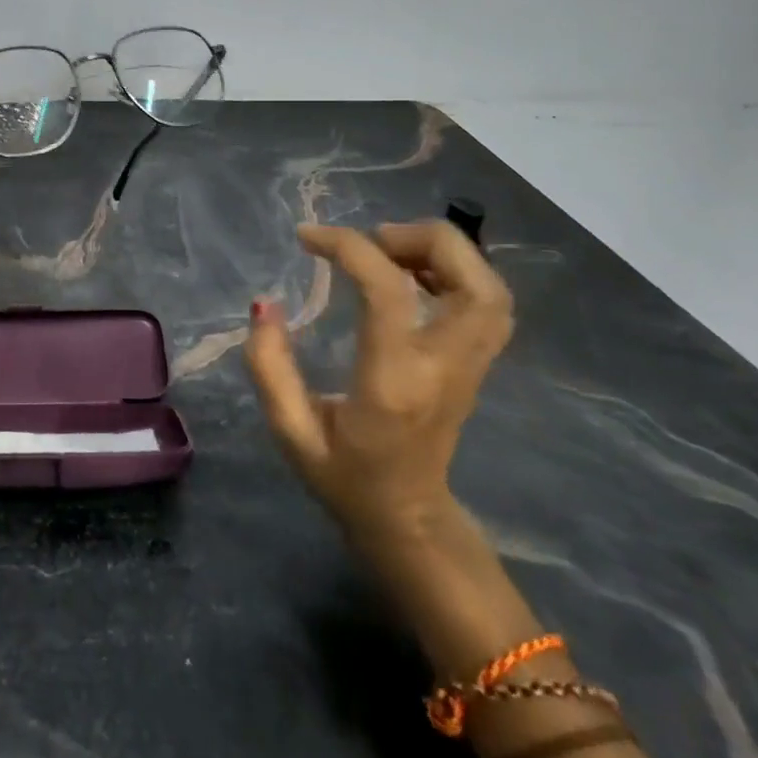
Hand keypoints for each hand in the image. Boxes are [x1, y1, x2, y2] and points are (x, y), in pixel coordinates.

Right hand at [245, 221, 512, 547]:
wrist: (408, 521)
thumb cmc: (344, 477)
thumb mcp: (291, 431)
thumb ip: (270, 366)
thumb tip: (264, 304)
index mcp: (394, 382)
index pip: (389, 291)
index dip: (348, 247)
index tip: (307, 237)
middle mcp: (445, 367)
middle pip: (474, 283)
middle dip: (423, 239)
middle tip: (372, 239)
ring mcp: (470, 367)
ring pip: (492, 290)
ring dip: (445, 253)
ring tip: (390, 251)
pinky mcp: (476, 365)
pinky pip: (488, 303)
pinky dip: (458, 271)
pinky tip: (411, 273)